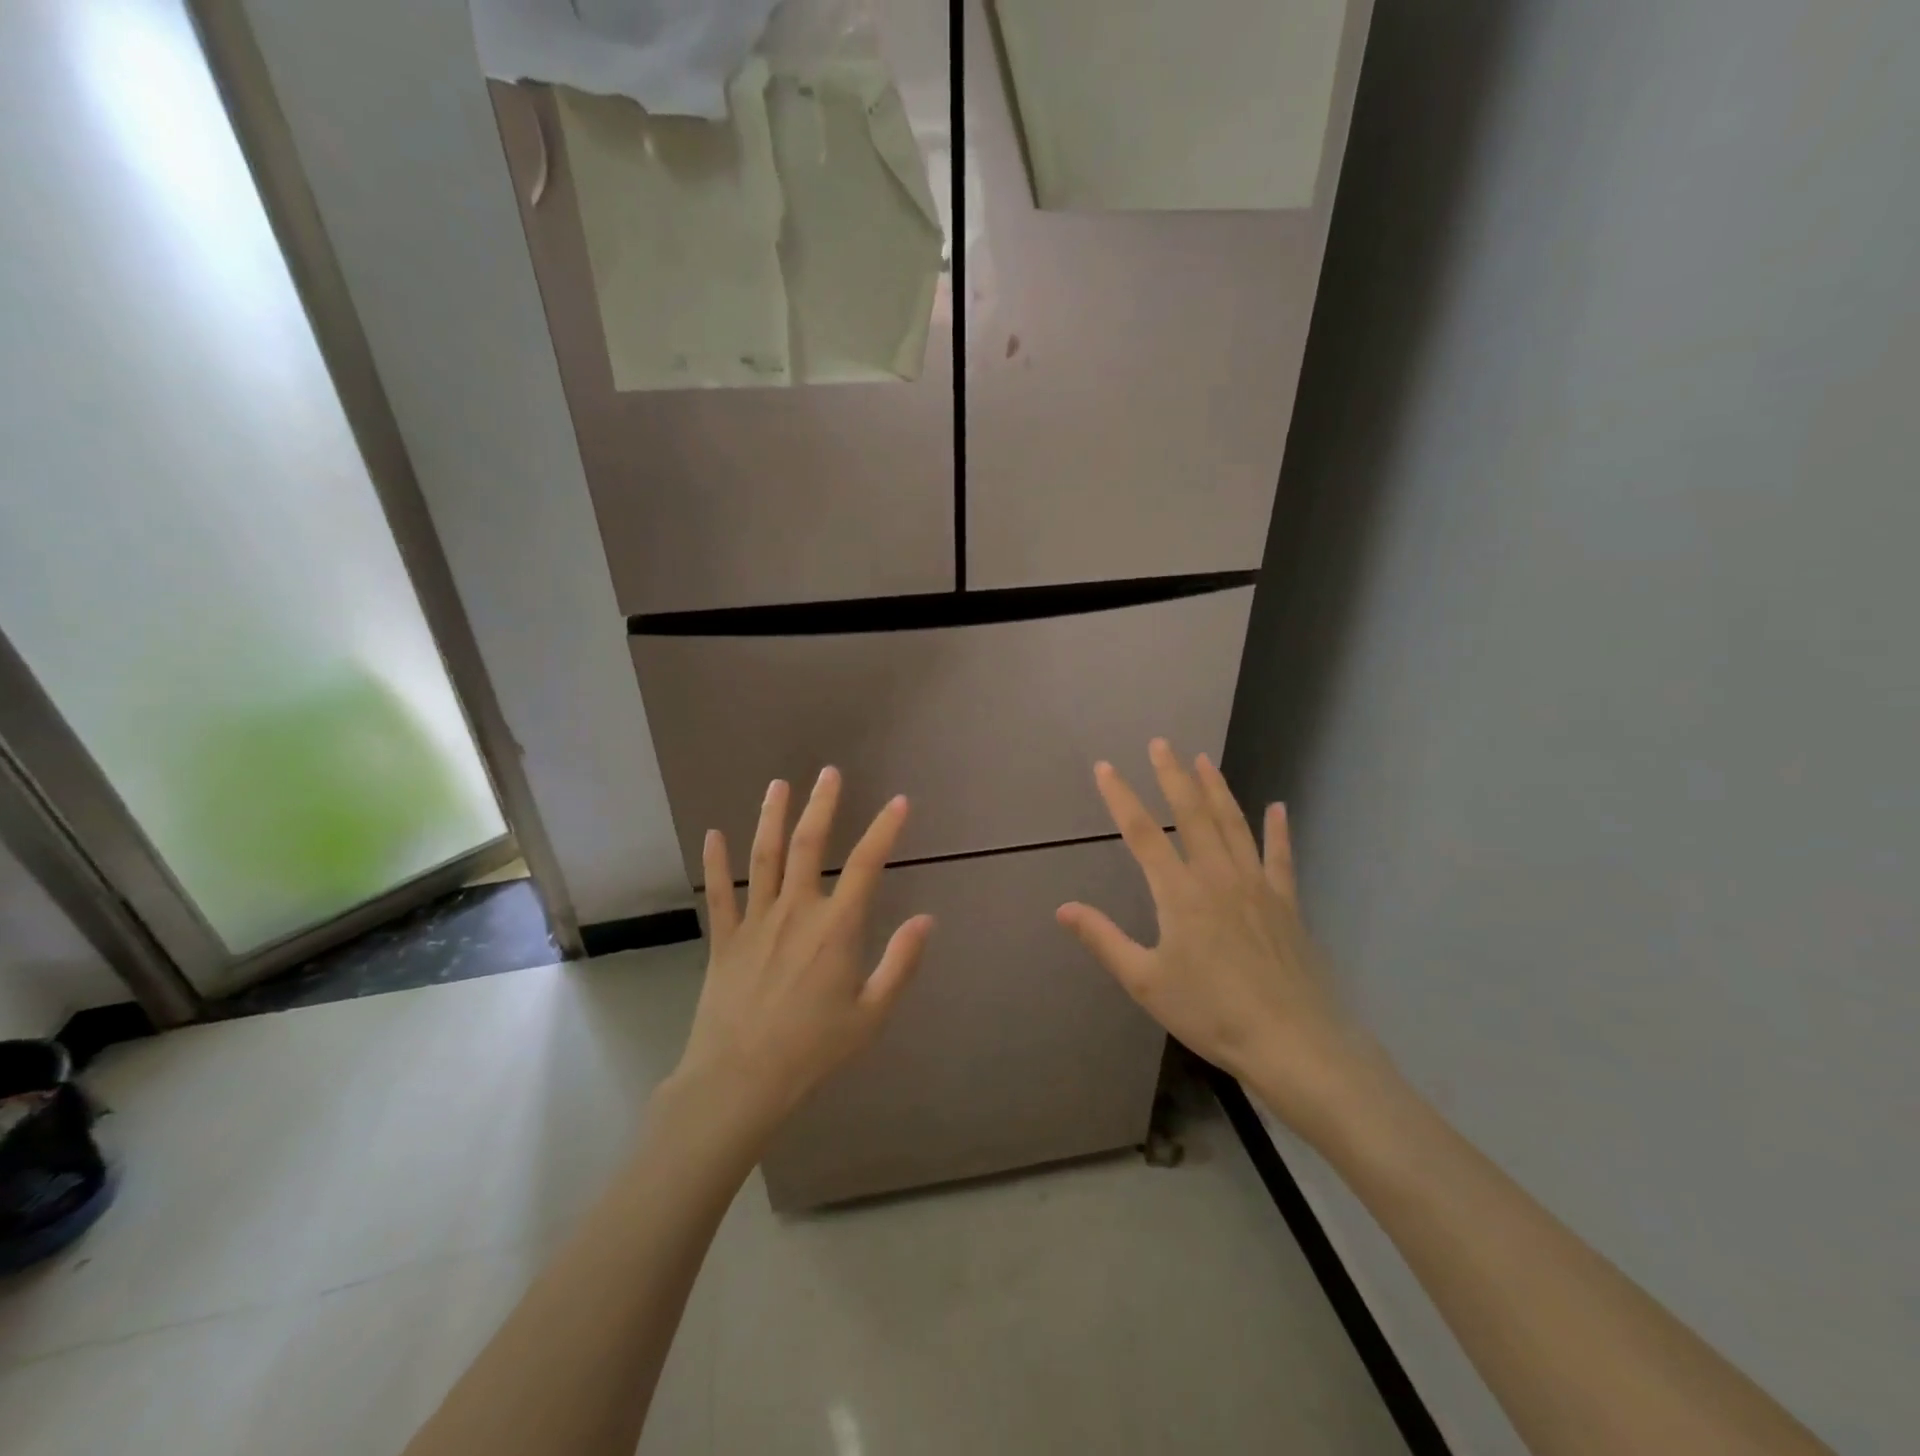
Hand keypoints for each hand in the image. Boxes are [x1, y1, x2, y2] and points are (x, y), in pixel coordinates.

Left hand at [671, 768, 934, 1139]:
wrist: (739, 1081)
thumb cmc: (813, 1051)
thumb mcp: (871, 1015)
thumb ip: (900, 963)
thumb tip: (927, 919)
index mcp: (836, 929)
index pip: (867, 865)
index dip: (884, 829)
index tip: (899, 802)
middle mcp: (796, 912)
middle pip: (809, 846)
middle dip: (821, 806)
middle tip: (829, 773)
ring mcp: (755, 922)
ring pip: (764, 858)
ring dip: (772, 818)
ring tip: (778, 785)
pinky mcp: (724, 939)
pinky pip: (719, 893)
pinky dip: (715, 863)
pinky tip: (712, 834)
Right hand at [1057, 740, 1385, 1143]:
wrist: (1293, 1042)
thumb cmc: (1211, 1014)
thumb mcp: (1145, 982)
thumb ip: (1104, 940)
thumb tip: (1063, 908)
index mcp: (1179, 893)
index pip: (1143, 833)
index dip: (1121, 797)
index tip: (1105, 768)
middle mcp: (1218, 877)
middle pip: (1192, 814)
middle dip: (1173, 776)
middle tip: (1161, 743)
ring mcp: (1257, 886)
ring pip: (1233, 825)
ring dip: (1217, 789)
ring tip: (1203, 759)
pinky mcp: (1286, 902)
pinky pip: (1281, 856)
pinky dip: (1279, 830)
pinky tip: (1278, 807)